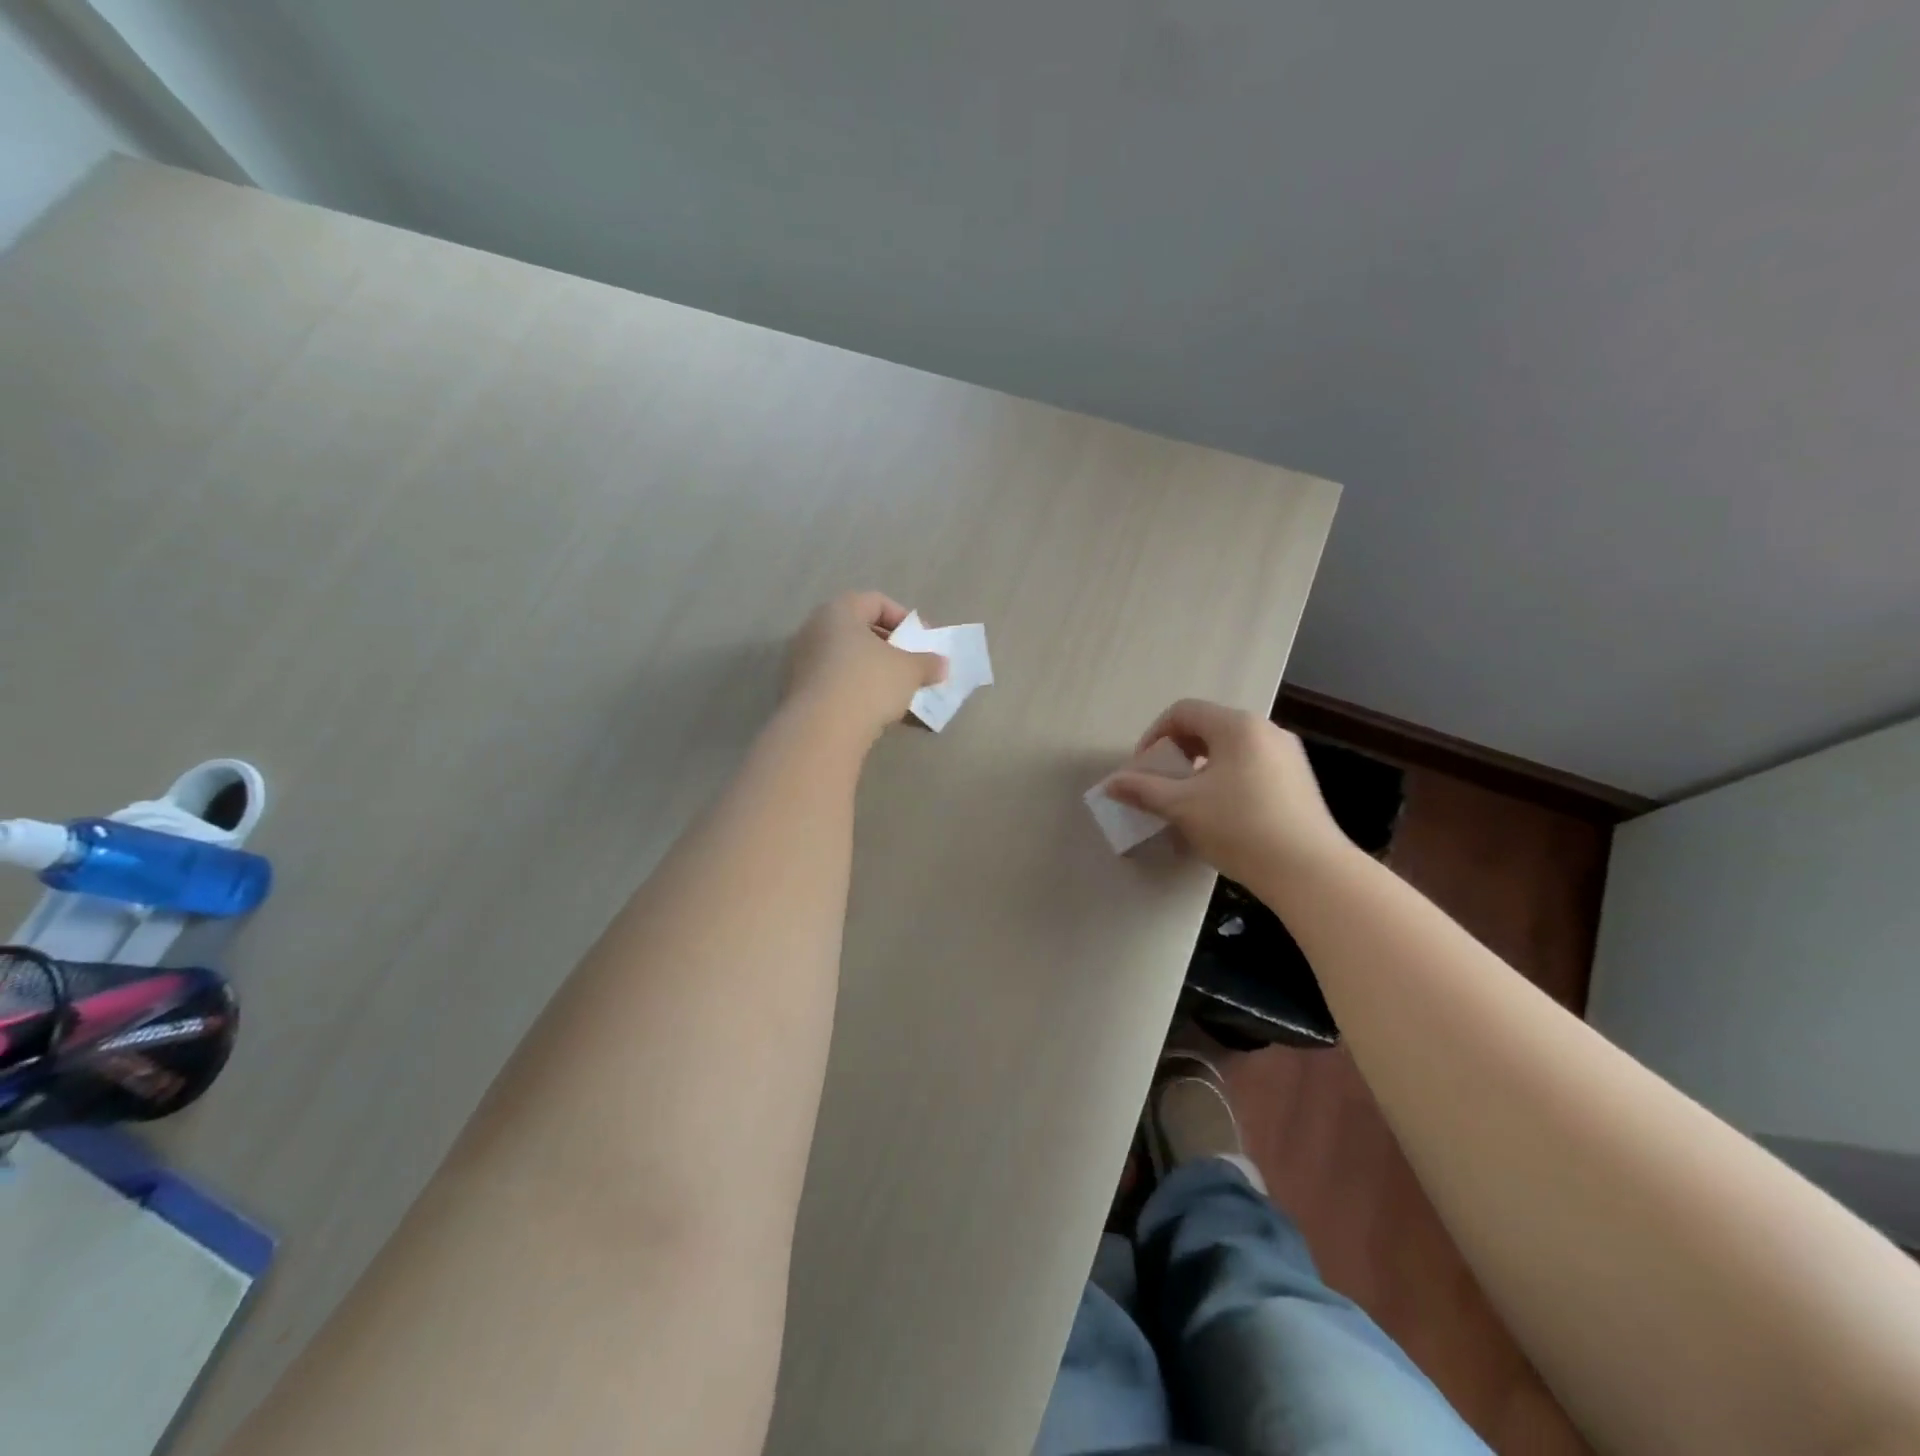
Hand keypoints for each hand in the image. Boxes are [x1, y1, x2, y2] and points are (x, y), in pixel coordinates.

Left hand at [783, 591, 946, 744]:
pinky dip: (854, 690)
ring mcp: (801, 661)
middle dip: (888, 647)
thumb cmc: (869, 684)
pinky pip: (834, 681)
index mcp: (839, 611)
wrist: (822, 730)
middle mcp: (814, 629)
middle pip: (858, 630)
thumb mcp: (910, 671)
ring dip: (871, 671)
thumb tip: (941, 664)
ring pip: (845, 658)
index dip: (904, 619)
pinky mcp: (797, 691)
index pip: (876, 602)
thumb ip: (928, 663)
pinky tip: (872, 710)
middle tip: (909, 665)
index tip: (922, 641)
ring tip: (895, 692)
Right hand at [1105, 699, 1349, 890]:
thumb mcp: (1182, 807)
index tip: (1142, 771)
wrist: (1309, 871)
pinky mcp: (1299, 781)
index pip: (1183, 712)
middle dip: (1177, 754)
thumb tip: (1111, 783)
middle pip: (1208, 728)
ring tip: (1189, 804)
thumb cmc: (1239, 828)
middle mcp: (1266, 730)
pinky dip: (1227, 781)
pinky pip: (1251, 767)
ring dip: (1200, 770)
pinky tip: (1222, 816)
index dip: (1154, 736)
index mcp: (1237, 726)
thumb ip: (1143, 790)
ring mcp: (1287, 755)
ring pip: (1230, 750)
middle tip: (1161, 786)